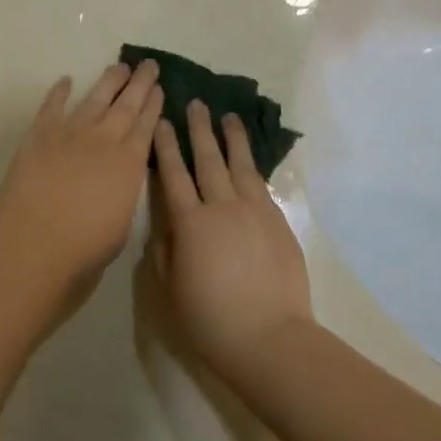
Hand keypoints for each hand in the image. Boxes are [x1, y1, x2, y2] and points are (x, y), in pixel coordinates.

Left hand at [0, 60, 163, 298]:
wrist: (36, 241)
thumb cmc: (84, 248)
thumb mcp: (121, 224)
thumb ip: (123, 195)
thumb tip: (120, 182)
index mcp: (129, 164)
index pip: (146, 127)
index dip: (153, 105)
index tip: (160, 88)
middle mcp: (104, 141)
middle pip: (126, 106)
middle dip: (139, 84)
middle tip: (148, 64)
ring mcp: (70, 134)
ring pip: (95, 99)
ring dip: (108, 81)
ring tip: (120, 65)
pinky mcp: (39, 135)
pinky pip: (52, 107)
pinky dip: (59, 92)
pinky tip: (66, 80)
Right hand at [149, 99, 314, 380]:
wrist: (269, 337)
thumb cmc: (210, 319)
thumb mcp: (171, 287)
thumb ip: (165, 249)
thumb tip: (166, 223)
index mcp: (190, 223)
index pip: (173, 174)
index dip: (166, 146)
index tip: (162, 122)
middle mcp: (221, 207)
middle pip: (207, 160)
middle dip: (199, 129)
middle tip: (195, 103)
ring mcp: (254, 211)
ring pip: (240, 165)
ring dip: (232, 138)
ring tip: (228, 116)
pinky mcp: (278, 221)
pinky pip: (261, 184)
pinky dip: (253, 165)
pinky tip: (249, 158)